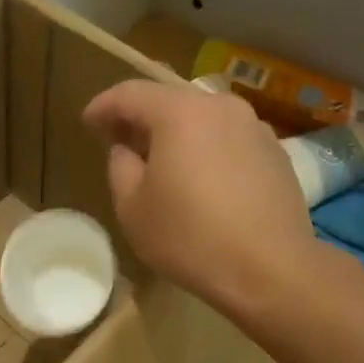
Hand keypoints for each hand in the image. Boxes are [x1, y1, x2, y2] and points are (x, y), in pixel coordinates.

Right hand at [83, 80, 315, 316]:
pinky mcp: (275, 153)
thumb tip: (126, 149)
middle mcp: (220, 107)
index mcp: (180, 112)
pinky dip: (206, 149)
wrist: (270, 269)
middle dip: (140, 118)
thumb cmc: (190, 237)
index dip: (103, 106)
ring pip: (202, 118)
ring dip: (176, 133)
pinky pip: (228, 139)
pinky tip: (200, 179)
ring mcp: (254, 127)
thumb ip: (120, 166)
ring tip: (161, 160)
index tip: (88, 123)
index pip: (130, 94)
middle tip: (120, 140)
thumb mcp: (132, 207)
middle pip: (170, 100)